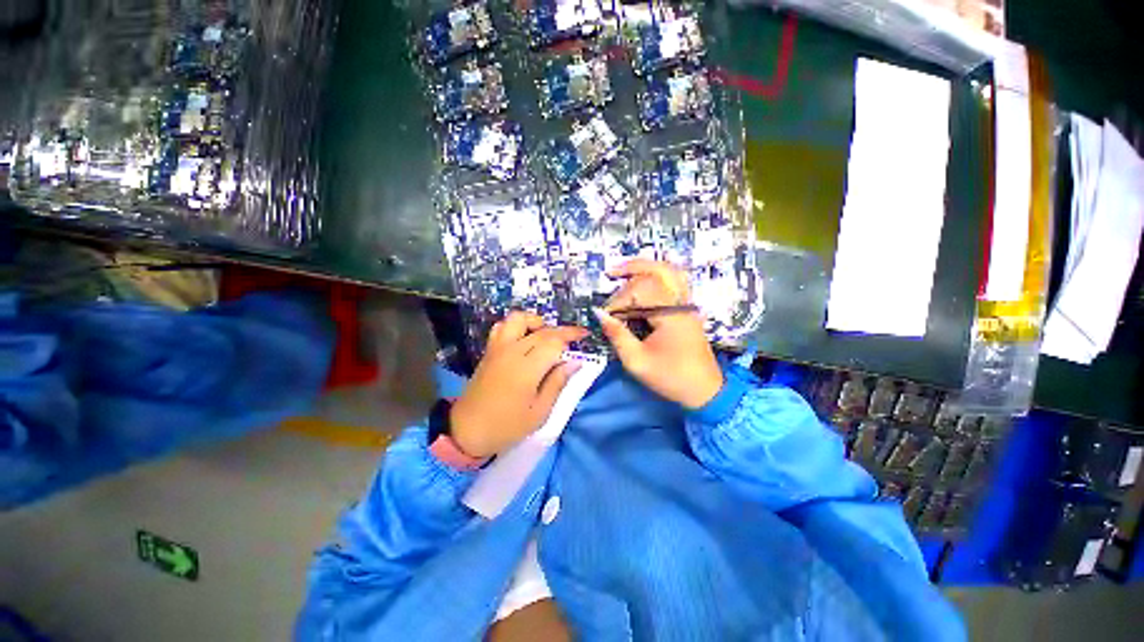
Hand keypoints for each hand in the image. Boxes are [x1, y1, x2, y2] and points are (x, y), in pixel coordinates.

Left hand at [449, 311, 587, 458]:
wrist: (467, 431)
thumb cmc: (507, 426)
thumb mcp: (539, 412)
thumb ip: (557, 383)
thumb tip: (575, 362)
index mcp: (527, 368)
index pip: (554, 341)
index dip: (571, 335)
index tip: (585, 335)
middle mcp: (512, 351)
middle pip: (541, 330)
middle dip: (561, 330)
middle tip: (574, 338)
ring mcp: (498, 348)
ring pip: (518, 319)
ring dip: (536, 321)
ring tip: (546, 335)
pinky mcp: (489, 351)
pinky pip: (502, 327)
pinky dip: (516, 325)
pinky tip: (524, 338)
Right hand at [595, 259, 723, 408]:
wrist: (705, 391)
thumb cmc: (671, 378)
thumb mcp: (637, 361)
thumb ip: (617, 335)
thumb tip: (599, 314)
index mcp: (670, 314)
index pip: (640, 291)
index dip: (619, 300)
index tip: (607, 316)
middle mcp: (681, 303)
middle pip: (658, 270)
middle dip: (633, 268)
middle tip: (611, 272)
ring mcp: (687, 304)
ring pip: (670, 271)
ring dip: (647, 267)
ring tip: (625, 270)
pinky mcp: (687, 309)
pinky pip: (675, 282)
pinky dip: (658, 276)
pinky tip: (645, 280)